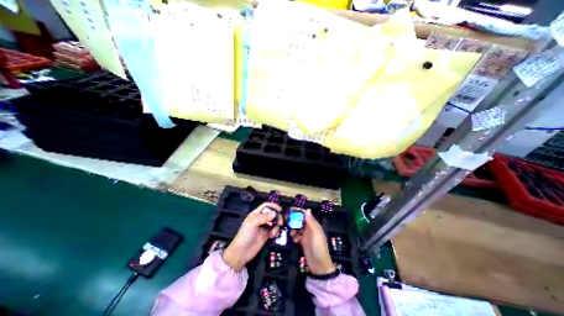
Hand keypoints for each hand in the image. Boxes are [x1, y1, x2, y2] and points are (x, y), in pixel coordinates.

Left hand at [224, 204, 283, 272]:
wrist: (242, 252)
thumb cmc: (245, 235)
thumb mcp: (252, 224)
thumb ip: (264, 217)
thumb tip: (275, 213)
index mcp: (256, 214)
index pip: (265, 206)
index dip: (272, 206)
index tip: (280, 209)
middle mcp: (261, 219)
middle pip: (271, 213)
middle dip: (277, 216)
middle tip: (280, 222)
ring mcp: (264, 227)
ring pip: (274, 222)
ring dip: (277, 224)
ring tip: (276, 230)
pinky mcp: (266, 235)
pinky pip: (274, 230)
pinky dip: (275, 231)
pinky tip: (273, 235)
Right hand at [291, 210, 332, 276]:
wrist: (319, 265)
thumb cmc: (319, 247)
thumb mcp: (316, 233)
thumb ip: (311, 222)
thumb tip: (307, 209)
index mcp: (314, 225)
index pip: (305, 214)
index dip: (299, 211)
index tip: (290, 209)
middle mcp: (310, 228)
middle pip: (300, 220)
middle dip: (294, 219)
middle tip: (286, 220)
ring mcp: (306, 235)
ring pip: (298, 227)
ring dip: (293, 228)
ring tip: (291, 233)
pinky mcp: (303, 242)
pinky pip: (297, 235)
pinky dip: (295, 236)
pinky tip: (294, 240)